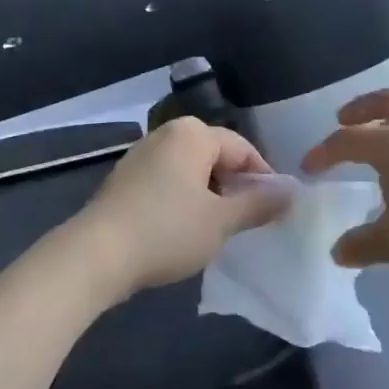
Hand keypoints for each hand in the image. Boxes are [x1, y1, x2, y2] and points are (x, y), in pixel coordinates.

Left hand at [69, 118, 291, 300]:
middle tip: (247, 222)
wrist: (96, 255)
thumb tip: (291, 192)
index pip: (243, 149)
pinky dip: (182, 200)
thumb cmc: (167, 230)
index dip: (263, 179)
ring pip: (191, 171)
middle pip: (215, 157)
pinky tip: (183, 230)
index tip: (274, 211)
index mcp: (193, 134)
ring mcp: (141, 155)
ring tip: (218, 229)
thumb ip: (259, 204)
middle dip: (234, 187)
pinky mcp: (125, 180)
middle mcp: (166, 134)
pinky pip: (167, 182)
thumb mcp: (221, 221)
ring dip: (209, 196)